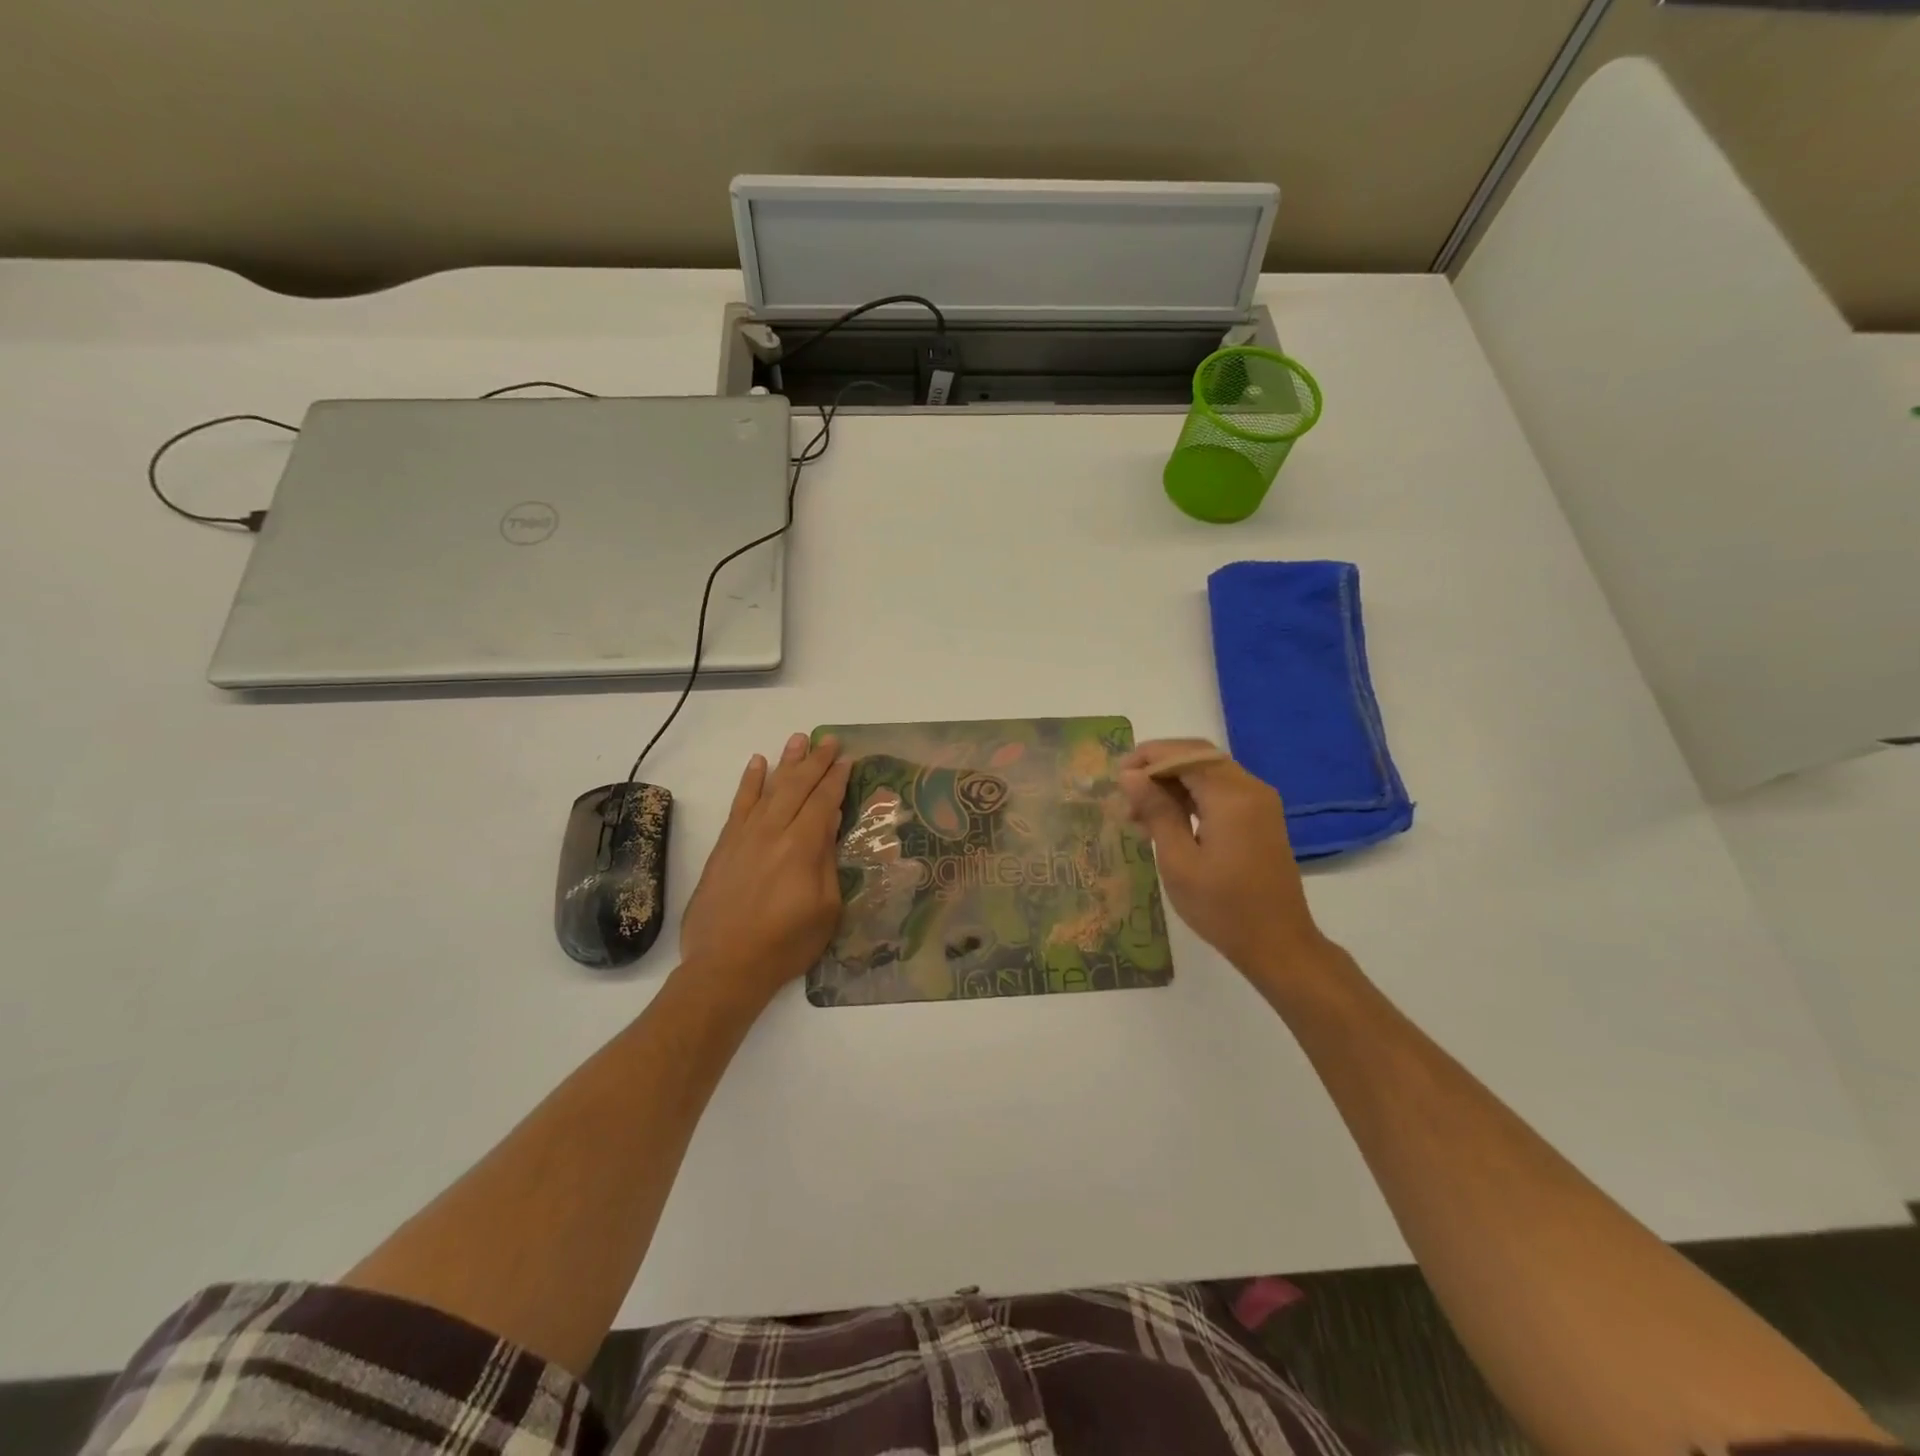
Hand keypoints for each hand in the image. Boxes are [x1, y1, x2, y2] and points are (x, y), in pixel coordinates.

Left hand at [680, 732, 852, 1007]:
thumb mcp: (826, 909)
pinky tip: (757, 764)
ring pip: (769, 788)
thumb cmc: (786, 944)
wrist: (725, 966)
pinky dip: (749, 782)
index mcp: (802, 847)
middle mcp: (773, 832)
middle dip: (816, 761)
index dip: (837, 779)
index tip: (847, 759)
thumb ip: (827, 862)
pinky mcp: (725, 845)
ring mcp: (745, 836)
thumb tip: (829, 824)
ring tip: (798, 740)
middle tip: (829, 740)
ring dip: (786, 763)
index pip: (823, 802)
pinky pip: (739, 804)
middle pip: (797, 787)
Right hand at [1117, 739, 1328, 985]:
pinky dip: (1192, 796)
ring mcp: (1259, 803)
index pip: (1184, 754)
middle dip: (1159, 767)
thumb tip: (1130, 775)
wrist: (1278, 945)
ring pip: (1209, 772)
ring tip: (1139, 813)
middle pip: (1198, 757)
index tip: (1118, 778)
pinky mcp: (1260, 818)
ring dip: (1173, 783)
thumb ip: (1156, 811)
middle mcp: (1250, 789)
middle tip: (1126, 794)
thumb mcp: (1178, 861)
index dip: (1148, 757)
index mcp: (1231, 796)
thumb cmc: (1222, 907)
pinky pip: (1221, 791)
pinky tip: (1166, 821)